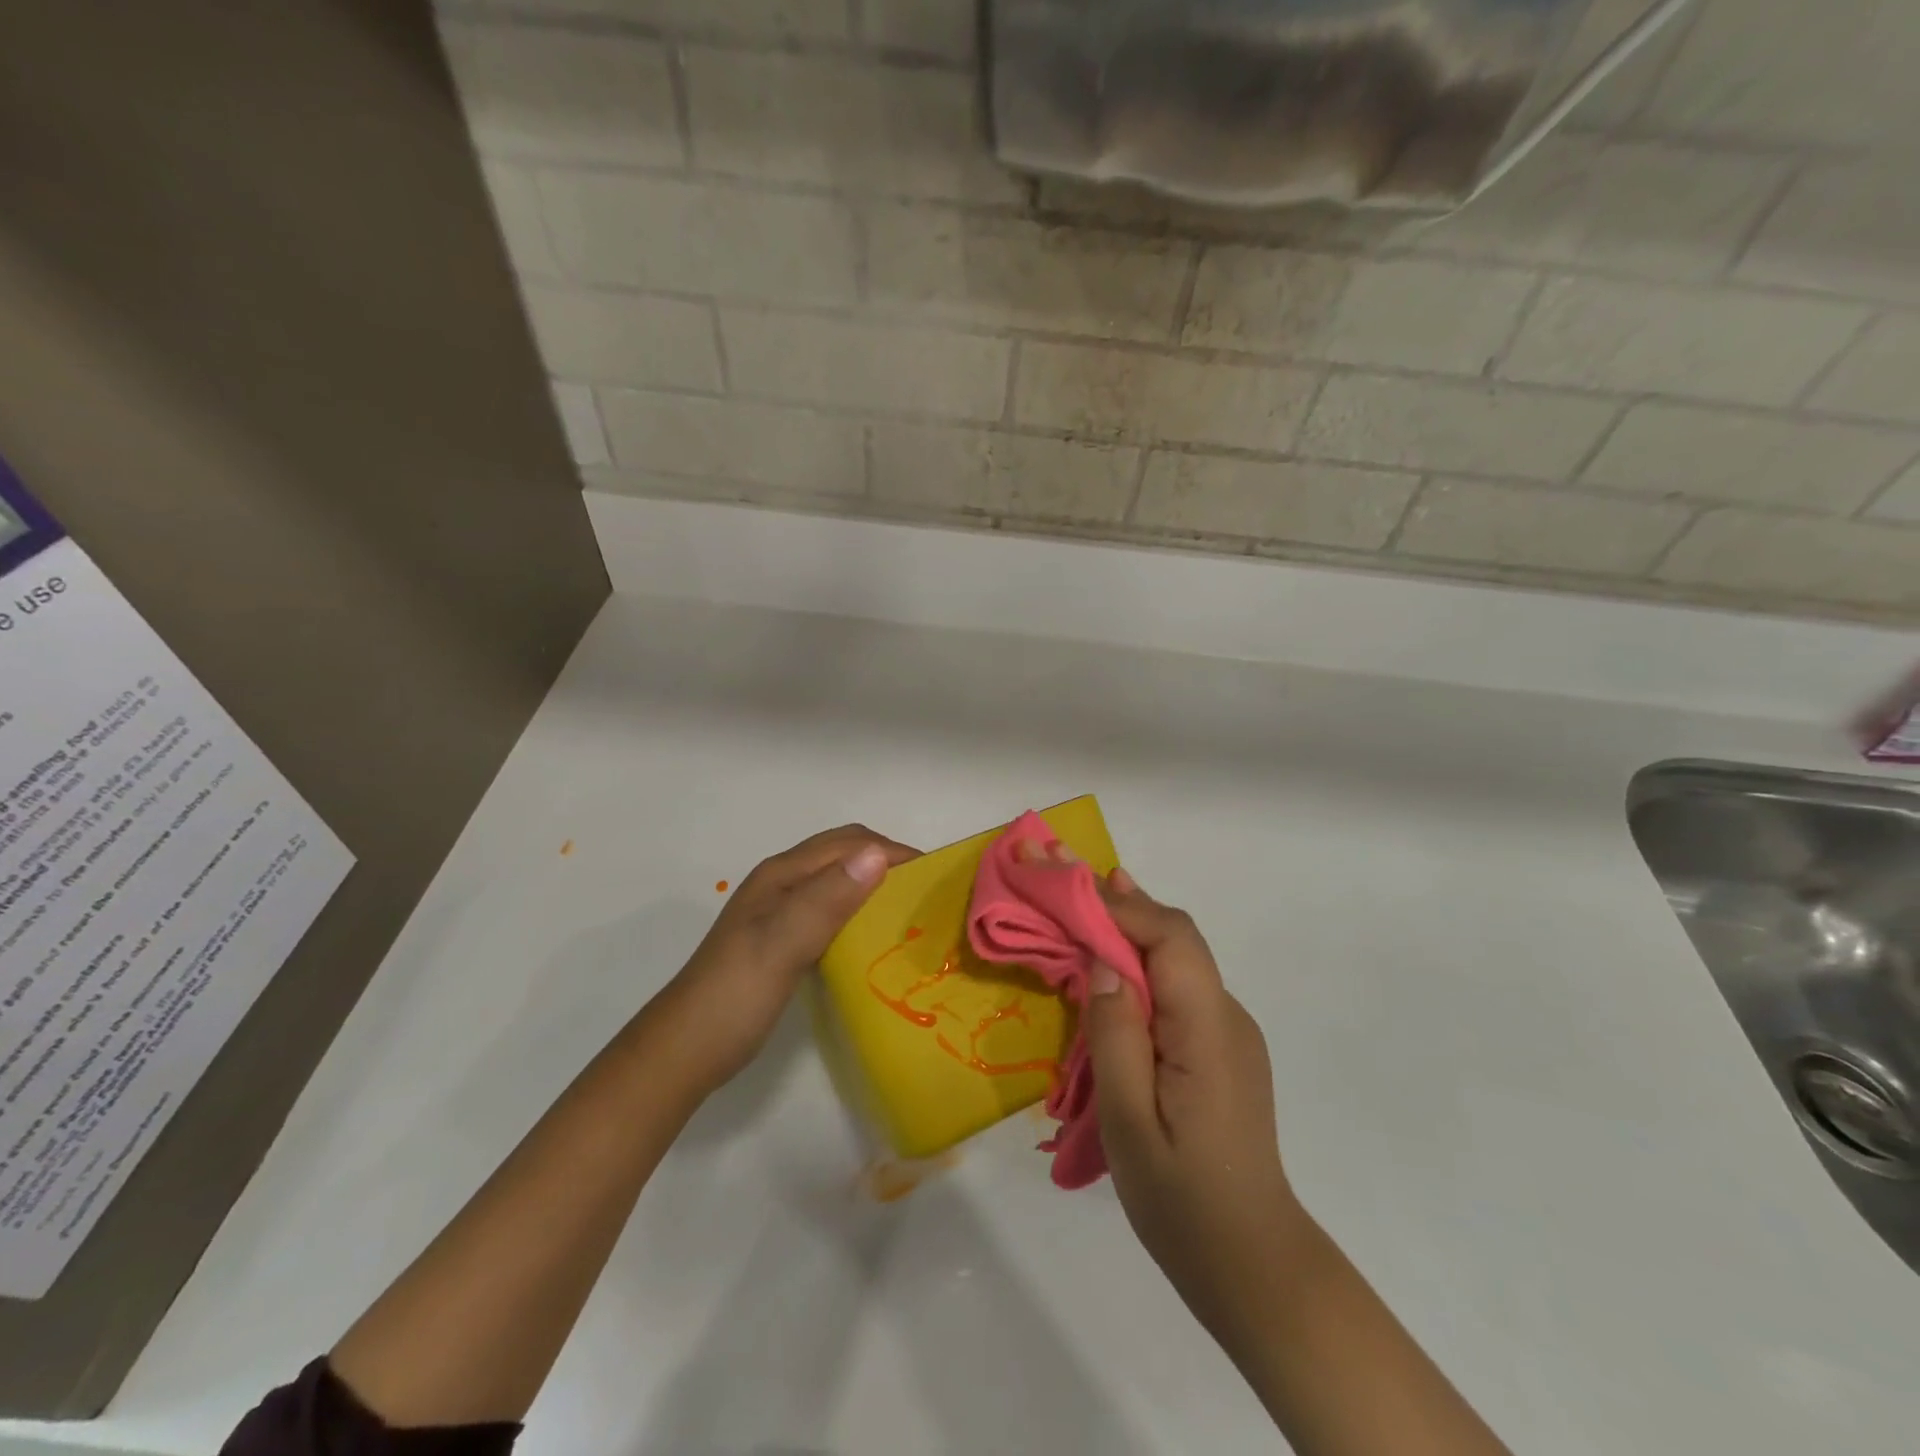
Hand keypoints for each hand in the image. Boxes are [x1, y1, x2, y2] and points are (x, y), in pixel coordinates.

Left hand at [658, 824, 918, 1091]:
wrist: (686, 1050)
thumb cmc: (735, 995)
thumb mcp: (783, 944)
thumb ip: (827, 899)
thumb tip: (878, 855)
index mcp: (783, 874)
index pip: (850, 843)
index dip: (893, 851)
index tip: (935, 876)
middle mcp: (783, 882)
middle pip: (845, 854)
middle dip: (887, 862)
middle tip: (927, 895)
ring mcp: (781, 910)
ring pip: (839, 881)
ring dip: (875, 885)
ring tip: (910, 914)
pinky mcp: (784, 938)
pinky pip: (832, 909)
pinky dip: (859, 911)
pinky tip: (874, 939)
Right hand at [1082, 868, 1307, 1342]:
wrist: (1252, 1263)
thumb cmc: (1182, 1200)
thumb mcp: (1129, 1122)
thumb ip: (1116, 1034)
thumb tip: (1102, 959)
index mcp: (1208, 1029)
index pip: (1170, 937)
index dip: (1119, 903)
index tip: (1066, 881)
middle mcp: (1226, 1016)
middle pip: (1175, 938)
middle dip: (1119, 901)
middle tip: (1063, 872)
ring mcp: (1228, 1032)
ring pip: (1177, 959)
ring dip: (1128, 927)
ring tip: (1079, 902)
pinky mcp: (1219, 1049)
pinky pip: (1177, 987)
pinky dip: (1140, 962)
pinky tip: (1109, 963)